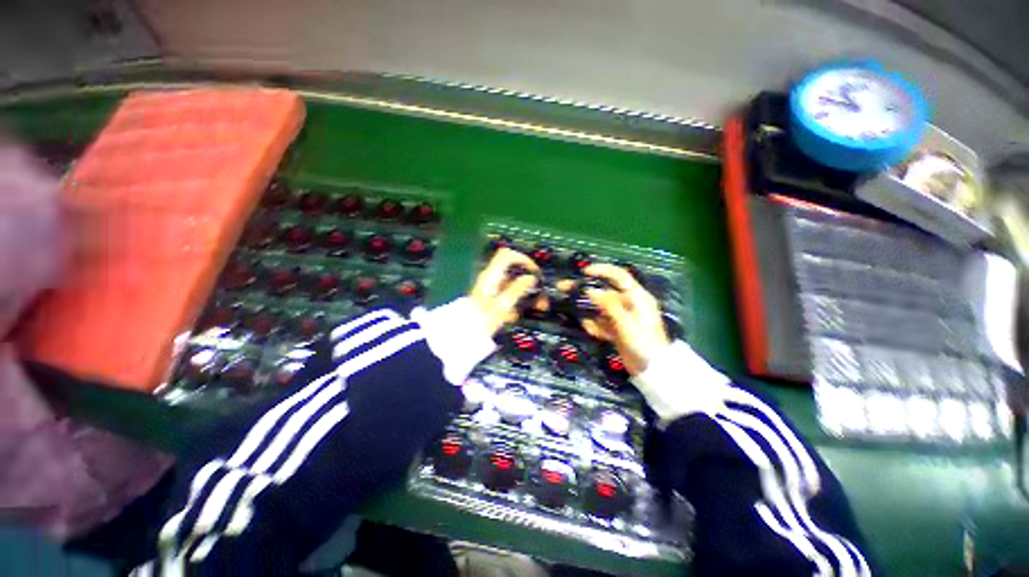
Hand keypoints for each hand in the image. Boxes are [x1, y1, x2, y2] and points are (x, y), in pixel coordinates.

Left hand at [469, 248, 540, 335]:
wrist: (464, 335)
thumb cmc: (482, 320)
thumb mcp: (502, 305)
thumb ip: (517, 289)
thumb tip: (530, 277)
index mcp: (490, 275)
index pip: (507, 255)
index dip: (522, 259)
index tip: (534, 272)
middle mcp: (490, 278)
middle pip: (513, 271)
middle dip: (529, 281)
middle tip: (540, 294)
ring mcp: (490, 288)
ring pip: (513, 285)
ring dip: (525, 294)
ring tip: (536, 308)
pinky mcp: (490, 298)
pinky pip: (507, 295)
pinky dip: (516, 302)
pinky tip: (517, 315)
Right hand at [580, 264, 668, 374]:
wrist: (653, 372)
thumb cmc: (644, 345)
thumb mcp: (627, 324)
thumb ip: (609, 306)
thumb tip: (591, 291)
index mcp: (637, 298)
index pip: (619, 276)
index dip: (602, 270)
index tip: (584, 272)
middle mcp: (630, 304)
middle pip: (605, 292)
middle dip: (586, 290)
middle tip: (564, 288)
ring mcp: (623, 317)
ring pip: (601, 307)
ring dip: (587, 309)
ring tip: (572, 310)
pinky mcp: (618, 329)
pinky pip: (602, 322)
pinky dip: (594, 324)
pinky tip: (588, 328)